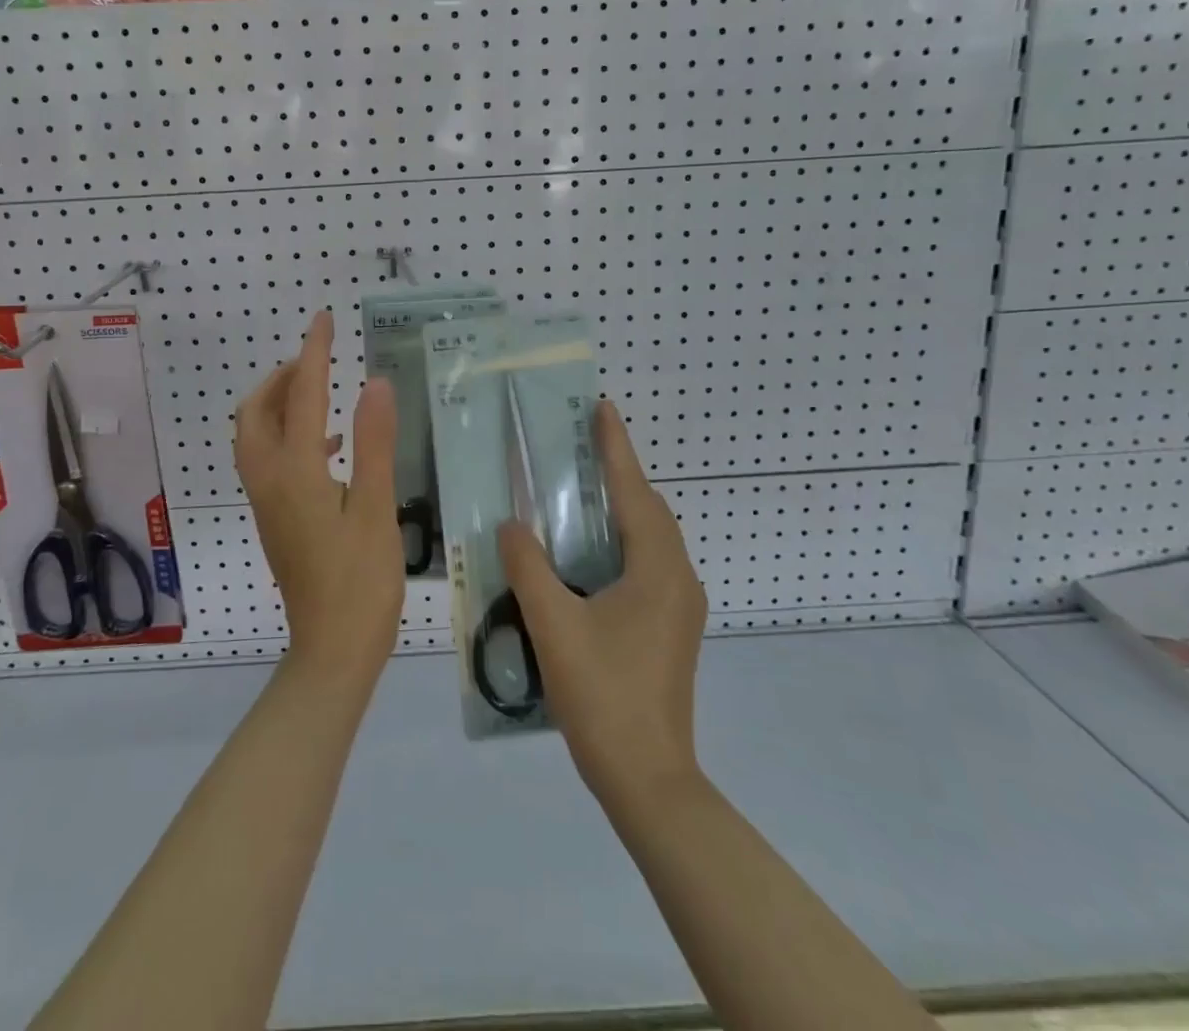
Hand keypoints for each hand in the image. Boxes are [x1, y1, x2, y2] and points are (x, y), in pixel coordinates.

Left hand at [234, 309, 402, 679]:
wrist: (332, 650)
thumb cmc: (361, 581)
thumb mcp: (376, 508)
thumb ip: (374, 442)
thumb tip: (373, 382)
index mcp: (295, 472)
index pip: (302, 396)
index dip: (314, 353)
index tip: (323, 319)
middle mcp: (269, 480)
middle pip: (255, 412)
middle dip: (280, 378)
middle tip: (315, 362)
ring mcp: (267, 501)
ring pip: (255, 436)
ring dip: (279, 405)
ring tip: (321, 393)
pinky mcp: (274, 518)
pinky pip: (267, 459)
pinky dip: (288, 435)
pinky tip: (330, 447)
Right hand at [498, 399, 706, 803]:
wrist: (648, 779)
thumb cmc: (603, 696)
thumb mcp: (554, 626)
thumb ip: (528, 568)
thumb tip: (510, 525)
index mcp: (658, 571)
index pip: (636, 492)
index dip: (617, 448)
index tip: (602, 409)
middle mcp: (679, 579)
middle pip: (650, 511)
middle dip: (619, 474)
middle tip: (580, 448)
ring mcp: (679, 606)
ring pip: (651, 539)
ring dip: (621, 508)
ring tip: (580, 490)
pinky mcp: (671, 628)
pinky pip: (648, 563)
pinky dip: (622, 541)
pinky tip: (586, 553)